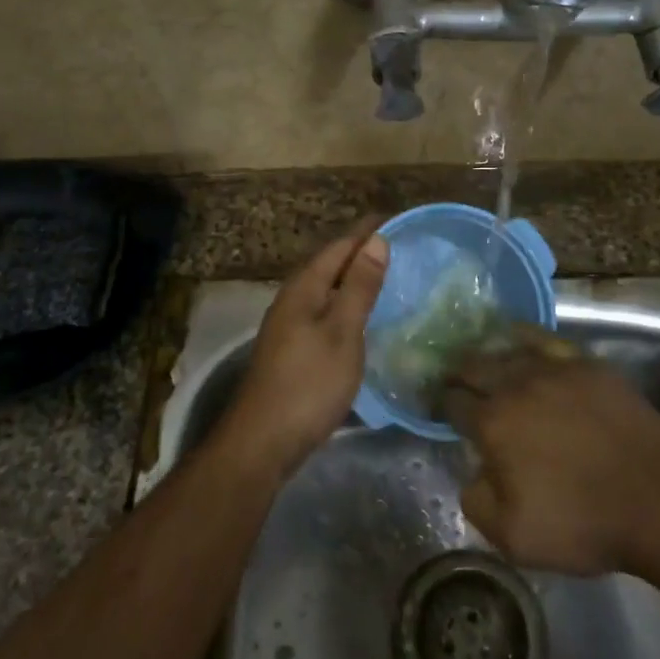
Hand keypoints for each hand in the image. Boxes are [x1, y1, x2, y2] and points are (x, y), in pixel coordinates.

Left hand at [229, 222, 388, 470]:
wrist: (264, 440)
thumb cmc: (309, 383)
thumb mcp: (343, 332)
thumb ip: (359, 287)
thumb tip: (376, 240)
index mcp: (304, 288)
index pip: (339, 247)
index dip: (365, 232)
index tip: (394, 218)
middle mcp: (292, 299)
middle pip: (329, 264)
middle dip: (359, 251)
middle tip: (395, 244)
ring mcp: (289, 325)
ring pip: (325, 288)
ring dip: (352, 278)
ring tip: (384, 275)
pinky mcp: (292, 348)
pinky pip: (323, 310)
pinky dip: (345, 303)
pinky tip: (361, 317)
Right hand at [441, 336, 659, 575]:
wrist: (657, 504)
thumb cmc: (582, 523)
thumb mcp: (512, 537)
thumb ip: (476, 501)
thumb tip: (473, 472)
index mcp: (493, 423)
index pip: (453, 402)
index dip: (442, 404)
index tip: (440, 407)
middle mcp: (516, 385)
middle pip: (474, 366)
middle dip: (458, 372)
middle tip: (455, 379)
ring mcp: (554, 369)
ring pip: (507, 349)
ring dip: (488, 355)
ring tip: (483, 360)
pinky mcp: (586, 364)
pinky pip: (546, 339)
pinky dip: (525, 336)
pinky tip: (518, 336)